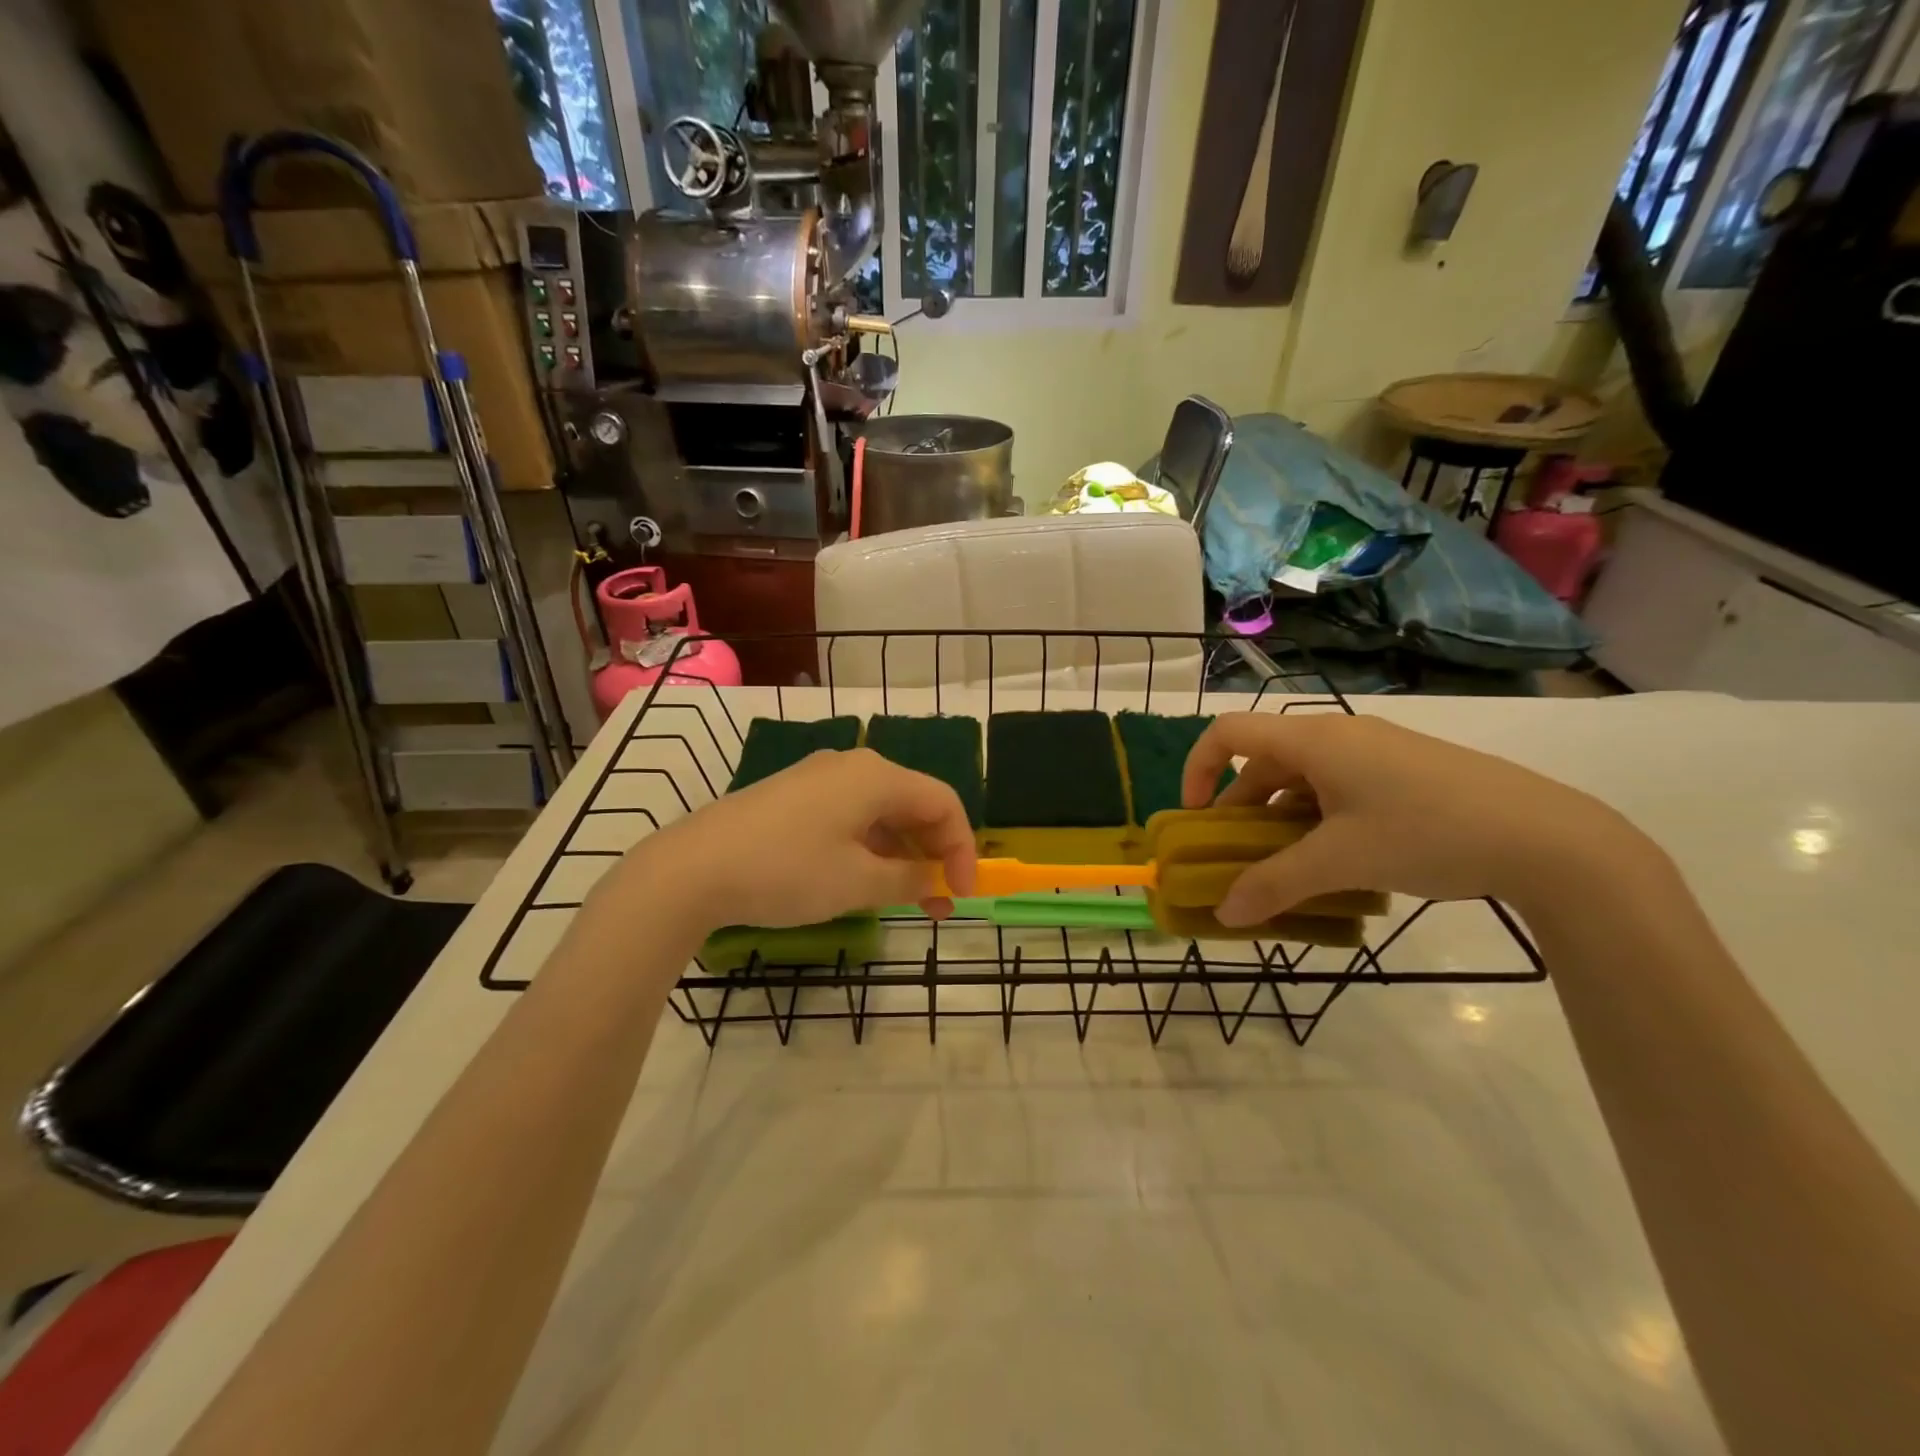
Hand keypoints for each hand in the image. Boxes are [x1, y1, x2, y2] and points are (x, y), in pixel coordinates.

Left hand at [614, 748, 976, 932]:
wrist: (693, 868)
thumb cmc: (787, 871)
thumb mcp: (857, 883)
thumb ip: (909, 879)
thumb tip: (934, 879)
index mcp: (877, 776)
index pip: (943, 802)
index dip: (962, 848)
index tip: (963, 894)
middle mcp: (852, 766)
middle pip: (913, 804)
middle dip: (934, 853)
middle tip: (941, 903)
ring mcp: (819, 779)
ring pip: (881, 813)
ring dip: (902, 854)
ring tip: (907, 900)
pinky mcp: (794, 797)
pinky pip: (850, 817)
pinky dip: (870, 848)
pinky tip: (865, 881)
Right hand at [1181, 713, 1652, 924]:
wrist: (1550, 838)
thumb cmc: (1427, 833)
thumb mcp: (1341, 863)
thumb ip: (1274, 885)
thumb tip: (1223, 914)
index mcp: (1314, 741)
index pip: (1229, 732)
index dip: (1198, 768)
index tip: (1197, 816)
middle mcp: (1340, 736)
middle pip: (1266, 762)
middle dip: (1242, 810)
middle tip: (1241, 857)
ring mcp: (1377, 752)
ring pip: (1305, 779)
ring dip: (1283, 820)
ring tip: (1290, 868)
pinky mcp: (1407, 772)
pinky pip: (1340, 788)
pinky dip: (1321, 820)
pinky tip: (1340, 862)